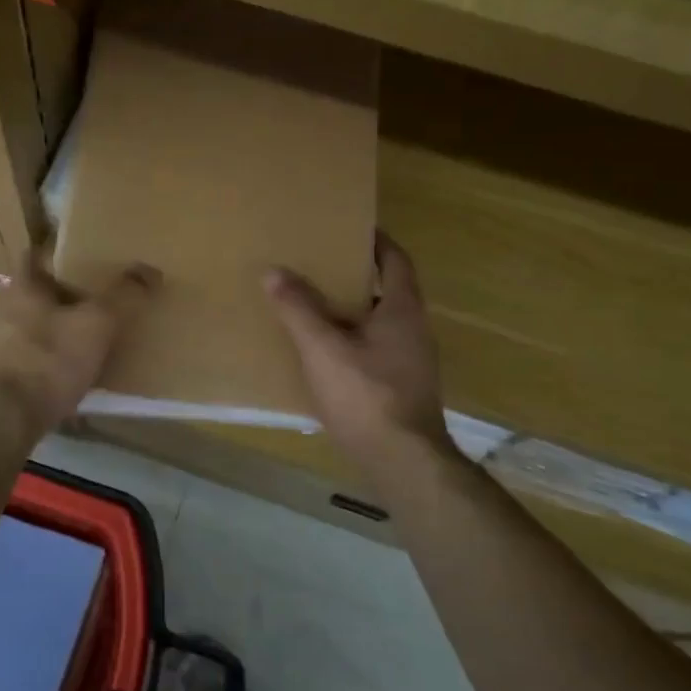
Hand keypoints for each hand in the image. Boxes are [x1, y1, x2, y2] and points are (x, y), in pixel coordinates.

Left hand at [0, 245, 158, 440]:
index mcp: (22, 286)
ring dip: (57, 329)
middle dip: (63, 293)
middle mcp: (3, 309)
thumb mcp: (96, 324)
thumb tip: (150, 269)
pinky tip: (73, 374)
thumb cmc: (47, 360)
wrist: (3, 421)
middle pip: (36, 291)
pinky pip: (32, 358)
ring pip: (33, 325)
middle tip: (97, 295)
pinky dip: (51, 360)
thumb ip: (123, 295)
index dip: (57, 249)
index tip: (83, 252)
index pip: (35, 253)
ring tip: (90, 336)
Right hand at [265, 233, 451, 466]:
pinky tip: (326, 354)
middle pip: (389, 291)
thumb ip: (298, 309)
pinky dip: (354, 341)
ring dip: (354, 311)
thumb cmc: (366, 395)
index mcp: (403, 310)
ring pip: (381, 323)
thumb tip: (274, 271)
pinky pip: (377, 350)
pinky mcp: (403, 388)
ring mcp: (413, 362)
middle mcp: (415, 330)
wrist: (403, 462)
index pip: (396, 260)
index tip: (351, 228)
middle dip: (358, 276)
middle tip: (322, 265)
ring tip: (316, 306)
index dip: (377, 241)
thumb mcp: (323, 348)